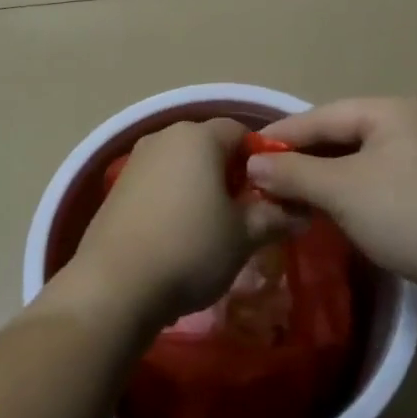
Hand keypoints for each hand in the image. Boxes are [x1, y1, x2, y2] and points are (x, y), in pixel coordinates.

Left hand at [69, 118, 300, 327]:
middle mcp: (164, 137)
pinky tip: (178, 236)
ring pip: (183, 165)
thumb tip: (302, 213)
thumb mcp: (245, 236)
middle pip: (209, 146)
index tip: (269, 197)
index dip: (262, 161)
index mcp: (198, 137)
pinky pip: (159, 183)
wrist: (114, 285)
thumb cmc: (190, 249)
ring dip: (202, 188)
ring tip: (212, 230)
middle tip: (245, 215)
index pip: (241, 132)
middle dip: (231, 175)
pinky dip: (174, 200)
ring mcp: (136, 161)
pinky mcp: (117, 188)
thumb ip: (277, 217)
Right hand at [249, 95, 416, 301]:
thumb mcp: (342, 191)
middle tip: (266, 178)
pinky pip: (383, 177)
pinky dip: (355, 190)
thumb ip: (293, 172)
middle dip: (305, 158)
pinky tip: (336, 209)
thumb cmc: (409, 214)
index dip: (282, 135)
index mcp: (394, 109)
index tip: (246, 154)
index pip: (323, 115)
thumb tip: (254, 164)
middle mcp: (416, 120)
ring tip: (293, 196)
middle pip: (344, 134)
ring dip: (328, 177)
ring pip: (363, 158)